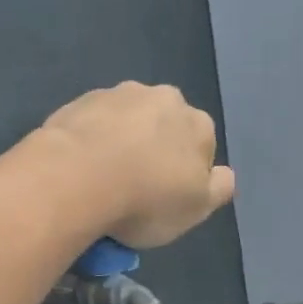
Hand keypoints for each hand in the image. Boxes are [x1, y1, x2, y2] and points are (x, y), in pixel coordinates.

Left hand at [38, 82, 236, 248]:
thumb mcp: (197, 209)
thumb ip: (219, 189)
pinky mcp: (80, 100)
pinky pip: (94, 123)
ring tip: (104, 179)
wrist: (77, 178)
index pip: (202, 147)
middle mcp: (164, 98)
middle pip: (166, 128)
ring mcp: (119, 94)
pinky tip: (81, 168)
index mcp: (199, 124)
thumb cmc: (147, 199)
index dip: (186, 174)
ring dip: (122, 141)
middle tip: (136, 187)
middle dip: (156, 149)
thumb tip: (224, 174)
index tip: (167, 198)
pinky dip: (92, 140)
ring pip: (128, 121)